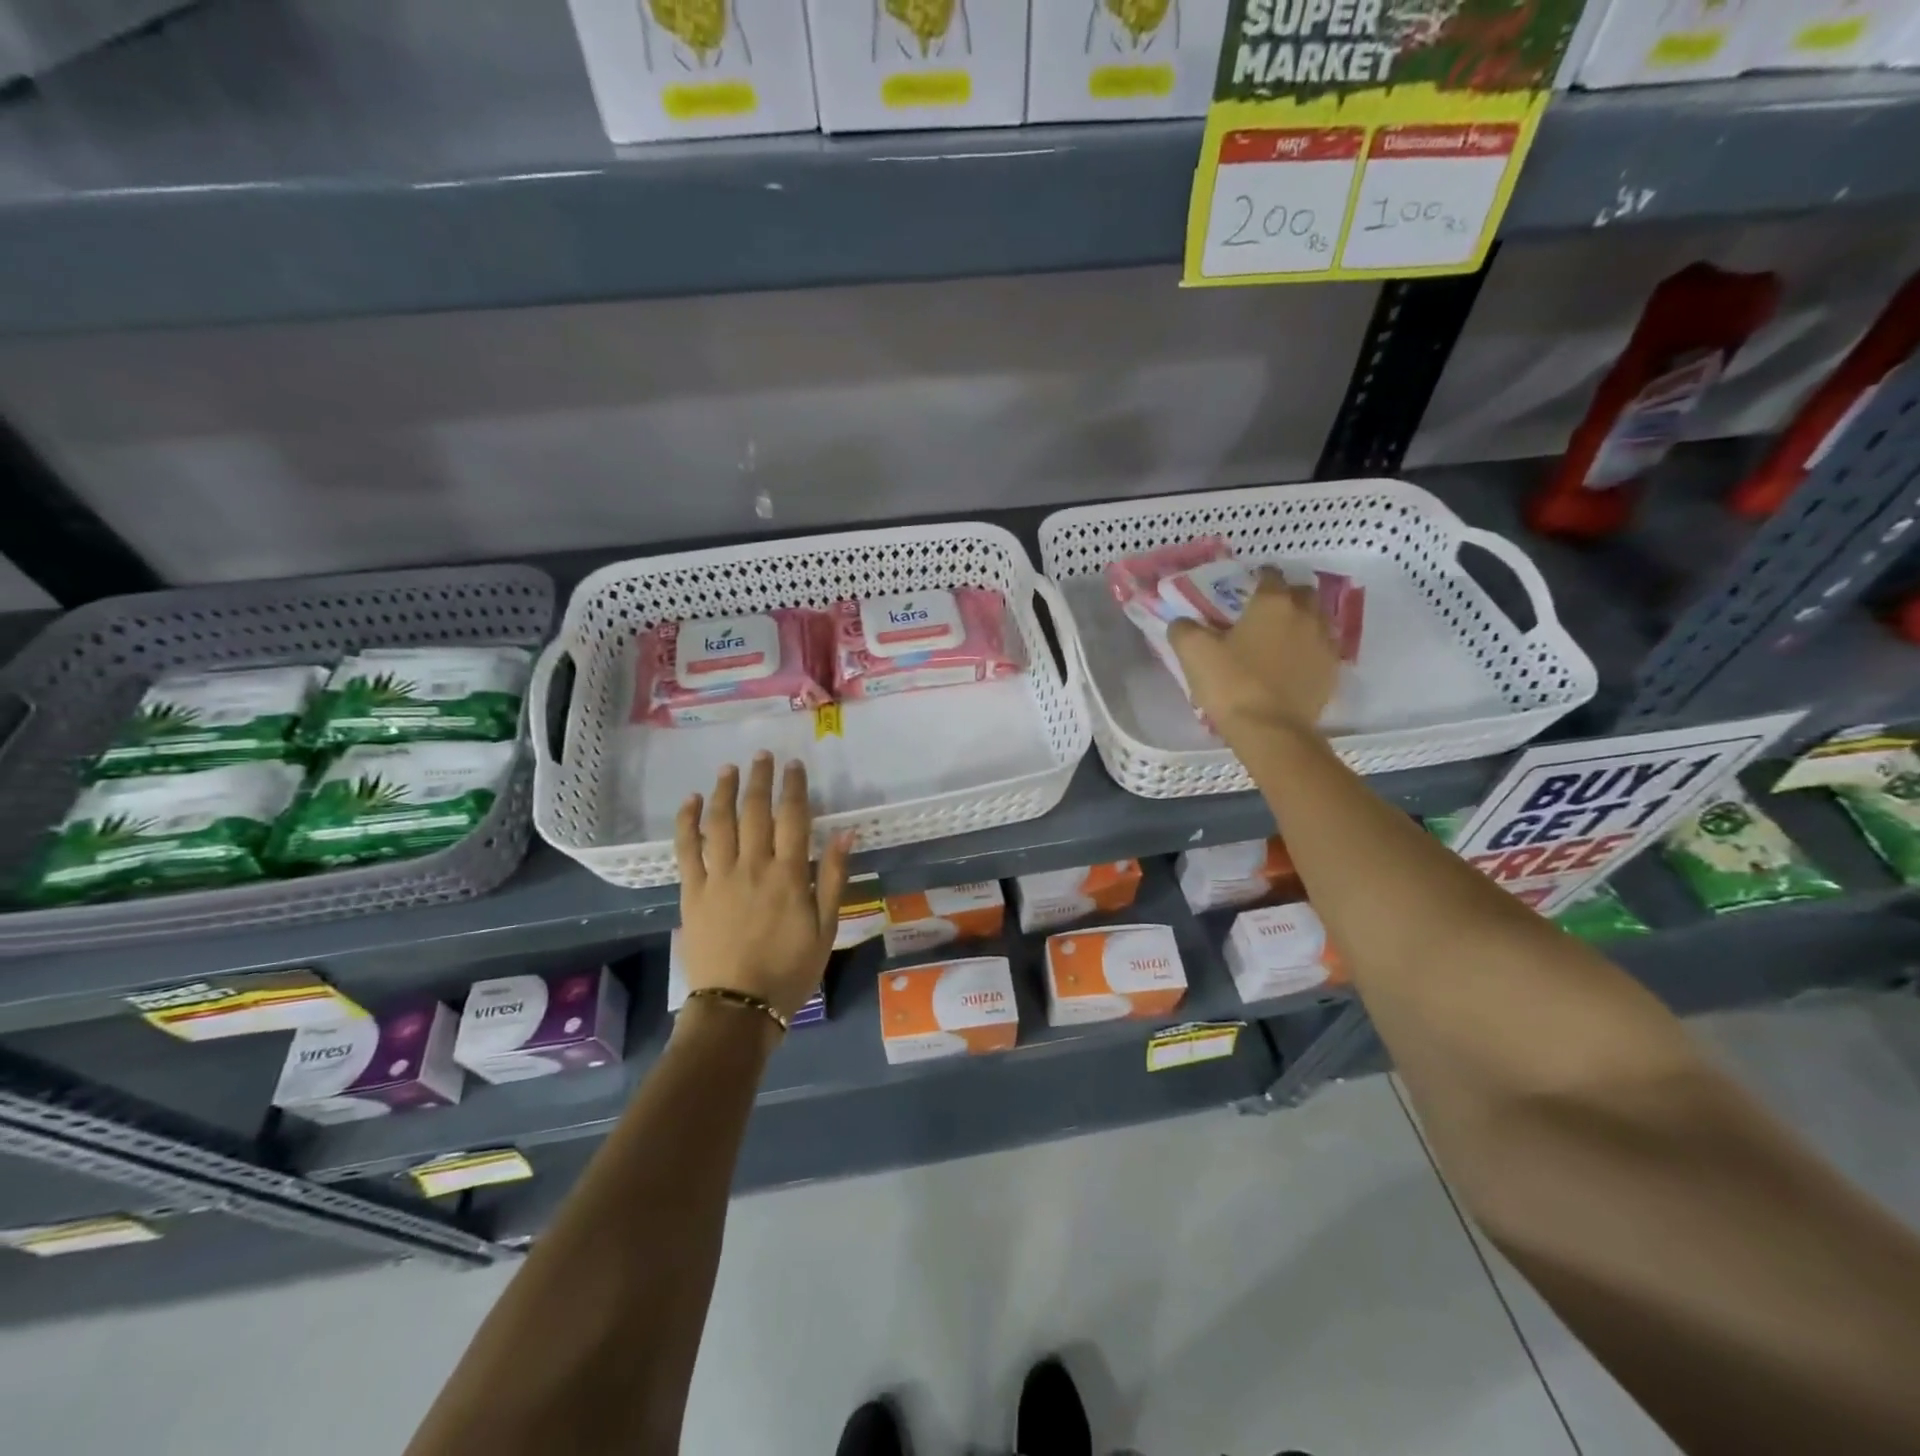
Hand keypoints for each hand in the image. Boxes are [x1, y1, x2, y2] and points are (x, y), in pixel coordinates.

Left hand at [675, 753, 853, 1022]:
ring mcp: (718, 877)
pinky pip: (686, 849)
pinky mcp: (692, 891)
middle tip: (762, 756)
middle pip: (755, 811)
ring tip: (730, 768)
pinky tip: (691, 801)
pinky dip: (688, 822)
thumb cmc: (790, 969)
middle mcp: (752, 866)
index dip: (794, 787)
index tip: (795, 765)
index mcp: (788, 875)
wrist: (738, 1006)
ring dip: (725, 791)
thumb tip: (846, 833)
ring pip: (720, 822)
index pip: (793, 817)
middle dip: (760, 779)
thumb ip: (833, 877)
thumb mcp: (826, 928)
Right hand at [1169, 568, 1337, 739]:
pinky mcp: (1332, 672)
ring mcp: (1324, 643)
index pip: (1269, 574)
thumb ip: (1184, 629)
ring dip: (1302, 622)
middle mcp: (1306, 615)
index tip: (1243, 589)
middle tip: (1264, 613)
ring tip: (1280, 639)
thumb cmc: (1231, 684)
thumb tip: (1183, 622)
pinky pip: (1322, 649)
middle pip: (1302, 592)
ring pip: (1317, 619)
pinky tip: (1292, 664)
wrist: (1270, 731)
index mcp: (1273, 603)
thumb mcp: (1193, 653)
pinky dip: (1309, 650)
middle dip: (1286, 596)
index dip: (1256, 578)